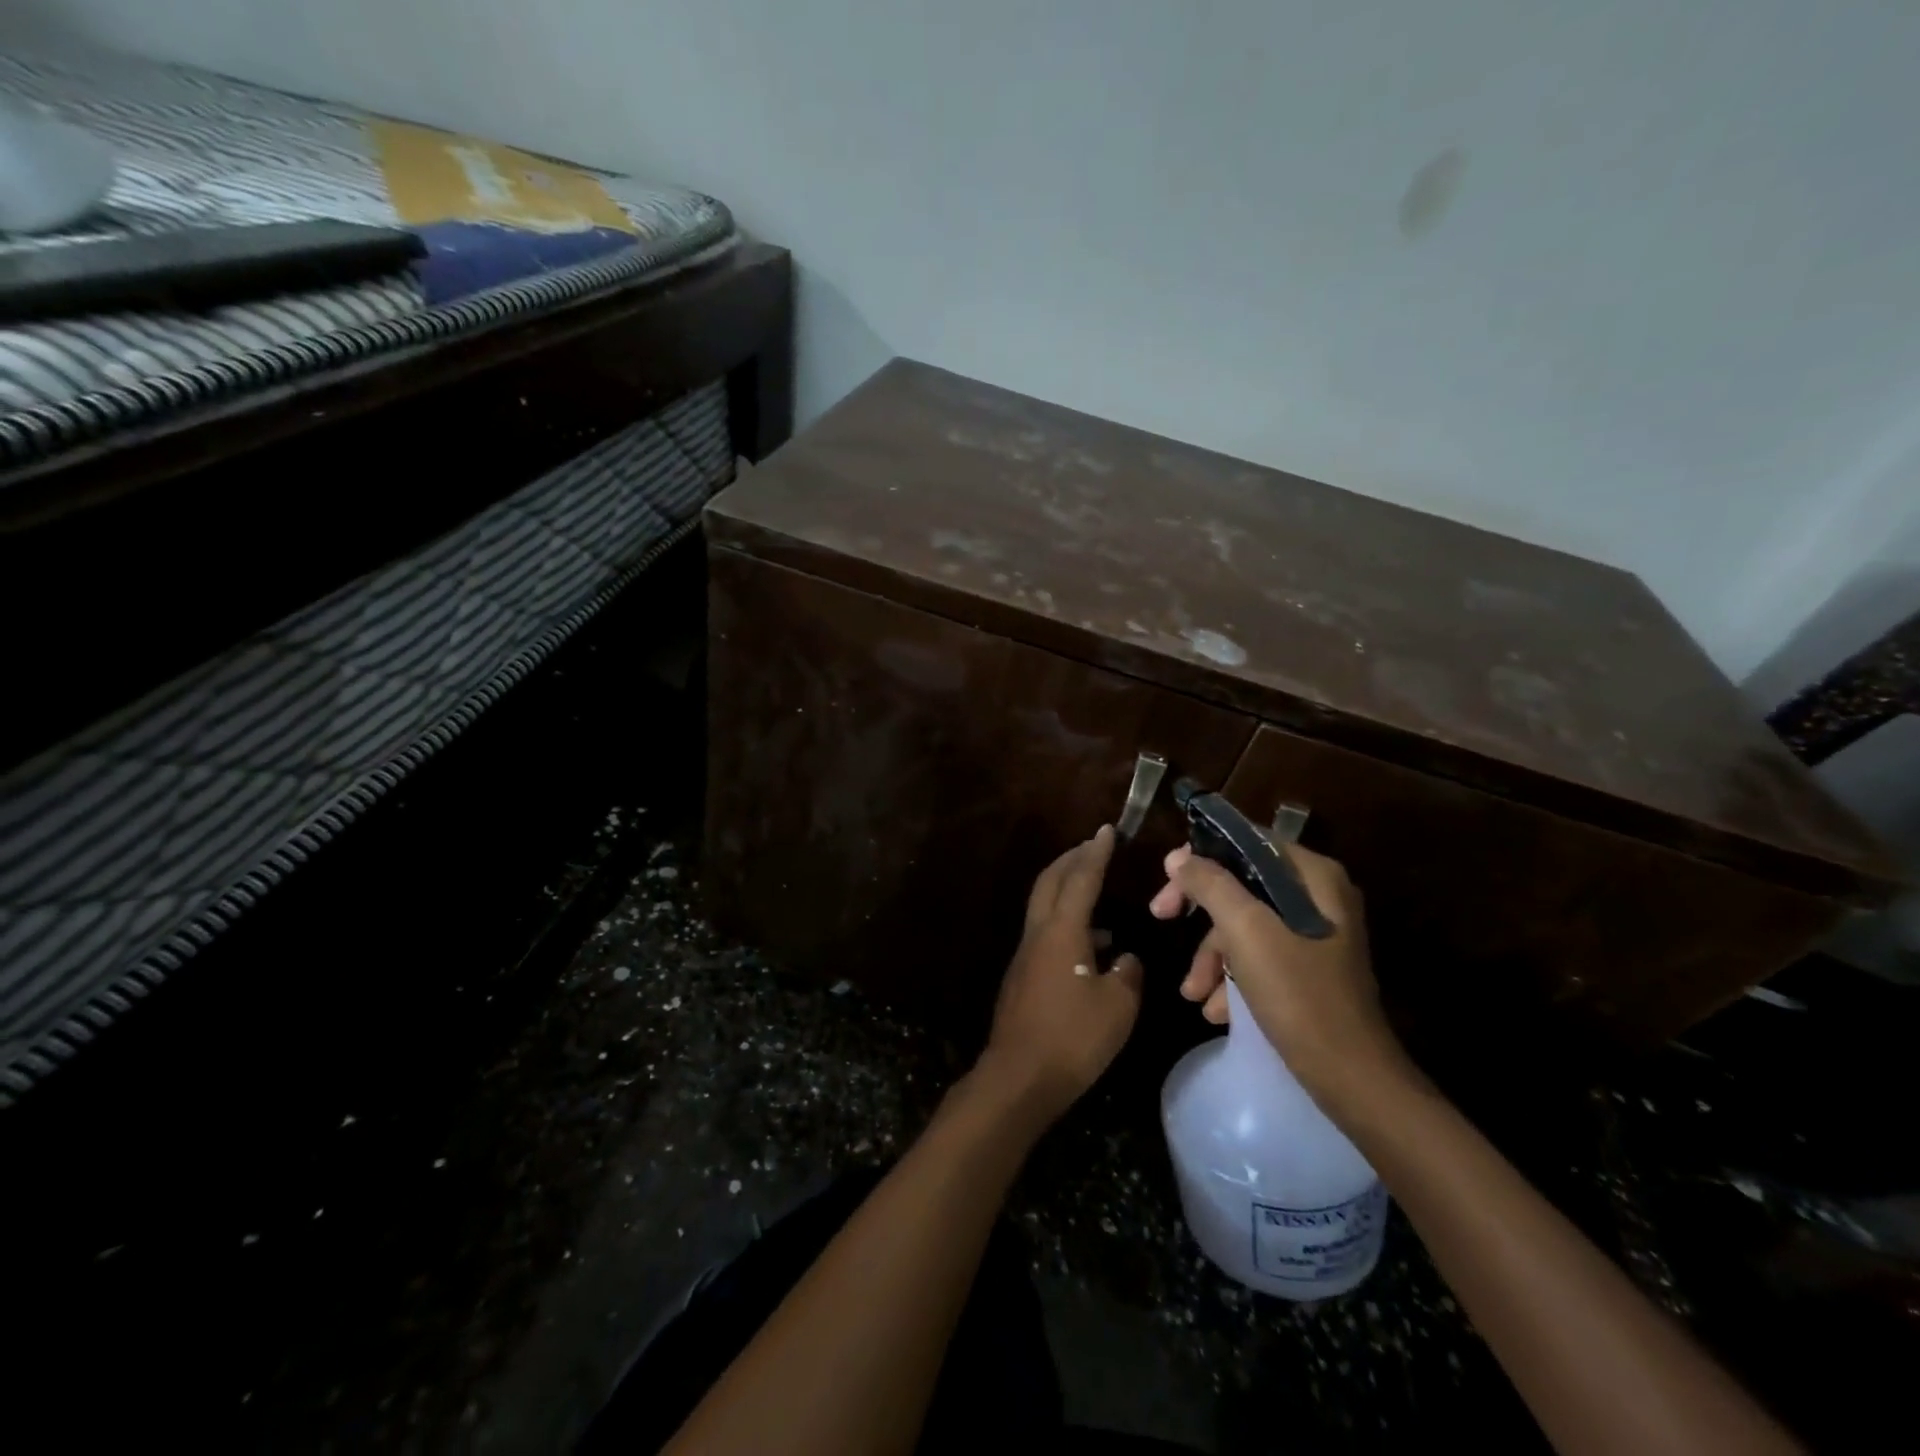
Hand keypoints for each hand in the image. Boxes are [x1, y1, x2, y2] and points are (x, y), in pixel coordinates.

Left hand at [979, 825, 1143, 1123]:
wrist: (1019, 1076)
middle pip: (1051, 881)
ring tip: (1095, 890)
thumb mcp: (1118, 1006)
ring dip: (1067, 889)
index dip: (1095, 852)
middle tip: (1093, 845)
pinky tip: (1091, 946)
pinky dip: (1066, 922)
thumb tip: (1124, 958)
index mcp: (1062, 930)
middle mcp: (1039, 933)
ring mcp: (1026, 954)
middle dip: (1072, 858)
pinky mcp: (1023, 976)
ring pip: (1045, 906)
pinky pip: (1045, 932)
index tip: (1106, 830)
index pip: (1081, 878)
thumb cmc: (1073, 1037)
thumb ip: (1127, 974)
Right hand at [1148, 842, 1410, 1116]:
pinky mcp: (1308, 969)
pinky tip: (1216, 1010)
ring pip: (1246, 924)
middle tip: (1160, 917)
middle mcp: (1319, 898)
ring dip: (1212, 956)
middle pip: (1242, 884)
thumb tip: (1180, 858)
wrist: (1351, 1078)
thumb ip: (1212, 886)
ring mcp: (1315, 935)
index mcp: (1314, 877)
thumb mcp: (1246, 932)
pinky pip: (1260, 956)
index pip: (1248, 843)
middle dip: (1200, 912)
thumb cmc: (1299, 995)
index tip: (1167, 877)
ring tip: (1192, 992)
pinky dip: (1233, 978)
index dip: (1203, 854)